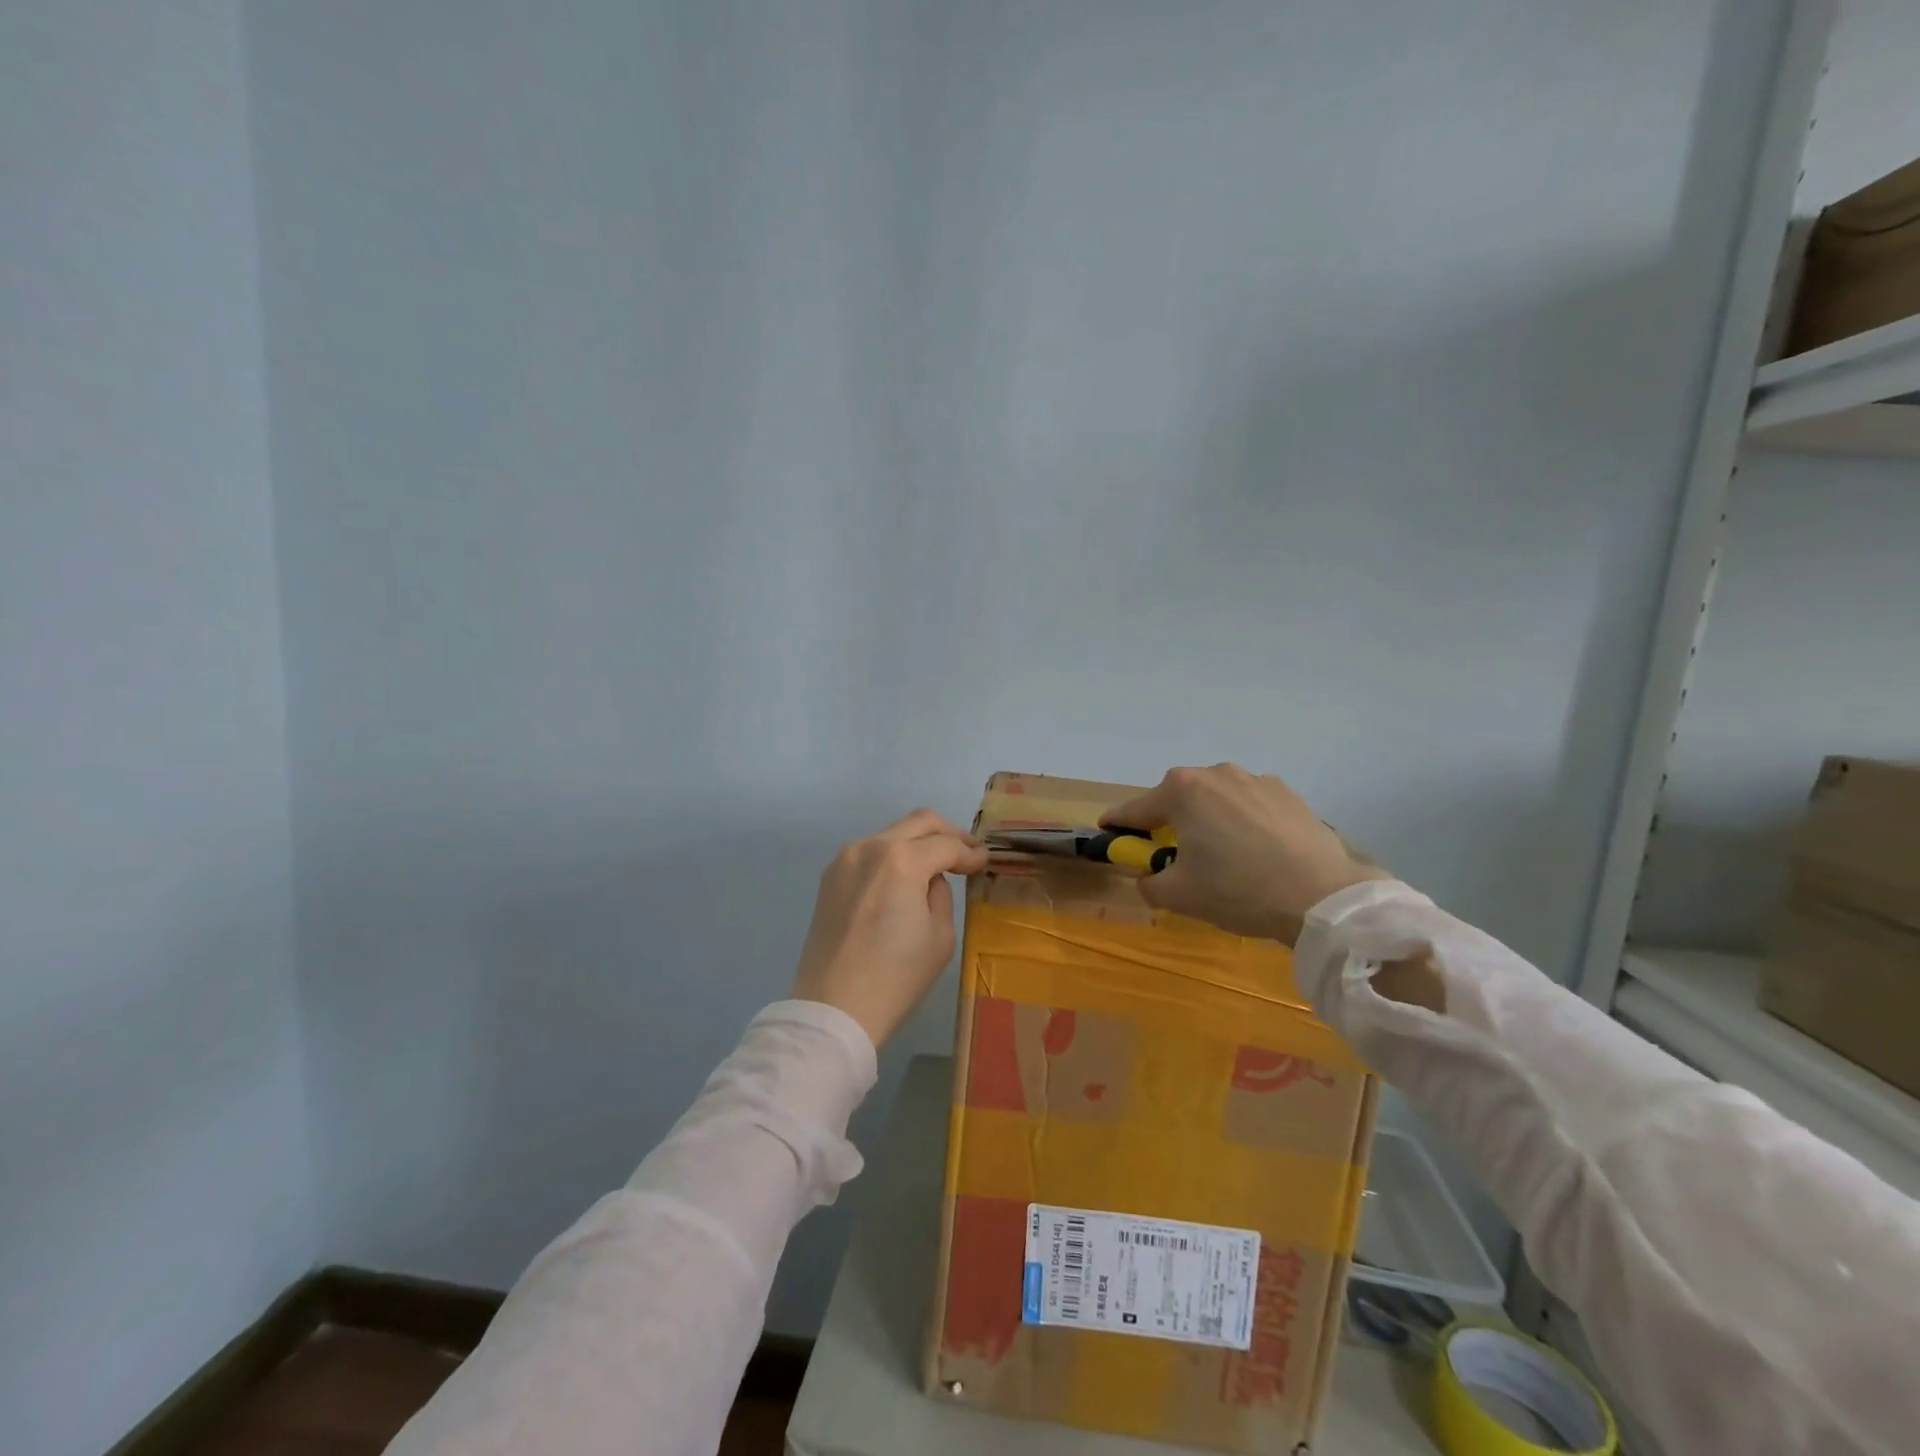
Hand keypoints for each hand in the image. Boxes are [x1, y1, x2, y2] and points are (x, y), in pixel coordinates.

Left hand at [792, 809, 989, 1048]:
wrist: (833, 1009)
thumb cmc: (895, 977)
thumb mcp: (939, 937)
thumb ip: (941, 894)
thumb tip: (931, 879)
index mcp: (901, 860)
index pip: (946, 844)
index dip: (970, 852)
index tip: (985, 860)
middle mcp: (870, 847)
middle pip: (918, 822)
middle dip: (947, 833)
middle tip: (966, 852)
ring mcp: (845, 859)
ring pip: (891, 834)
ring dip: (917, 843)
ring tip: (936, 866)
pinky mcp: (830, 877)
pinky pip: (869, 853)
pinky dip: (892, 857)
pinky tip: (903, 880)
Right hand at [1103, 764, 1387, 945]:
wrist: (1321, 896)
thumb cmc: (1238, 890)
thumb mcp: (1179, 895)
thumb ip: (1149, 882)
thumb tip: (1149, 876)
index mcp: (1182, 791)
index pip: (1136, 809)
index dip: (1118, 824)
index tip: (1107, 833)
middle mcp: (1215, 773)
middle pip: (1178, 798)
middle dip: (1168, 821)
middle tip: (1172, 852)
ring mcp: (1255, 779)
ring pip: (1217, 798)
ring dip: (1209, 819)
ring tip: (1222, 853)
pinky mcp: (1288, 793)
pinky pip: (1250, 804)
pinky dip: (1243, 821)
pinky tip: (1257, 850)